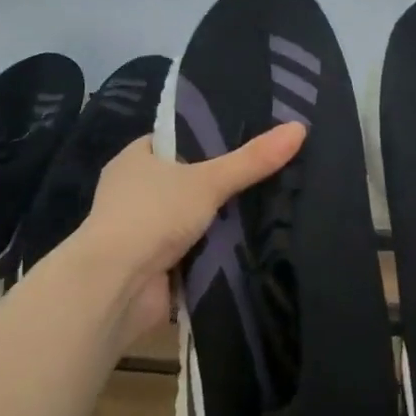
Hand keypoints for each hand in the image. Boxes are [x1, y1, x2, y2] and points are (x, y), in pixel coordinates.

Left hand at [69, 122, 305, 344]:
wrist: (115, 286)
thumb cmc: (152, 216)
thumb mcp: (208, 181)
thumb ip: (252, 160)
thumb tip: (299, 128)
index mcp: (135, 159)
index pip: (176, 140)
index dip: (207, 139)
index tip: (246, 139)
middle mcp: (133, 191)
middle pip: (185, 180)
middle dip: (217, 183)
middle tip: (266, 174)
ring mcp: (140, 231)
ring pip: (188, 218)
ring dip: (215, 221)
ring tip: (269, 208)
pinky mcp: (151, 265)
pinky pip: (190, 251)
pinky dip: (211, 252)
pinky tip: (249, 246)